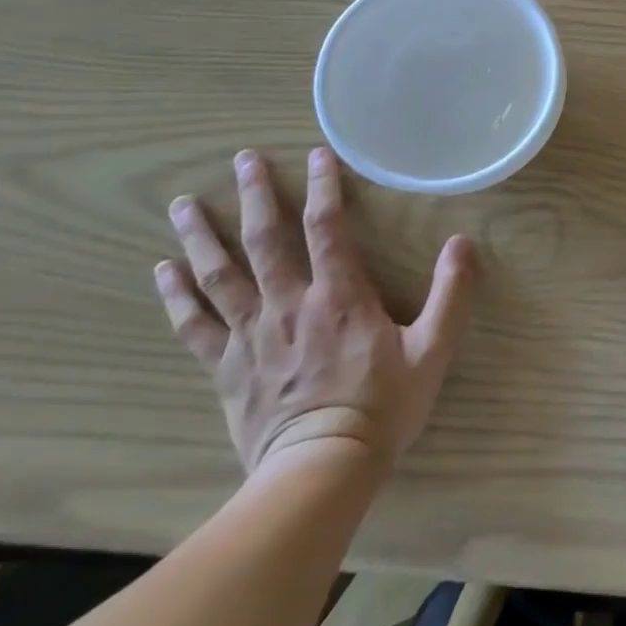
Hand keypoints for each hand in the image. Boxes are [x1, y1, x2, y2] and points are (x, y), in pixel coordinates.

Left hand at [155, 147, 477, 477]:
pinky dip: (177, 295)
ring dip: (201, 235)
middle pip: (265, 240)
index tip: (317, 154)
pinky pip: (195, 324)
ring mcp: (252, 335)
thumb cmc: (383, 406)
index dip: (323, 187)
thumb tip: (463, 242)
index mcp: (340, 296)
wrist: (321, 472)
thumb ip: (451, 293)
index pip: (327, 228)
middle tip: (241, 159)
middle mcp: (289, 305)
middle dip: (254, 196)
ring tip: (182, 204)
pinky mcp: (227, 367)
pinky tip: (162, 270)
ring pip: (220, 275)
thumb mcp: (434, 348)